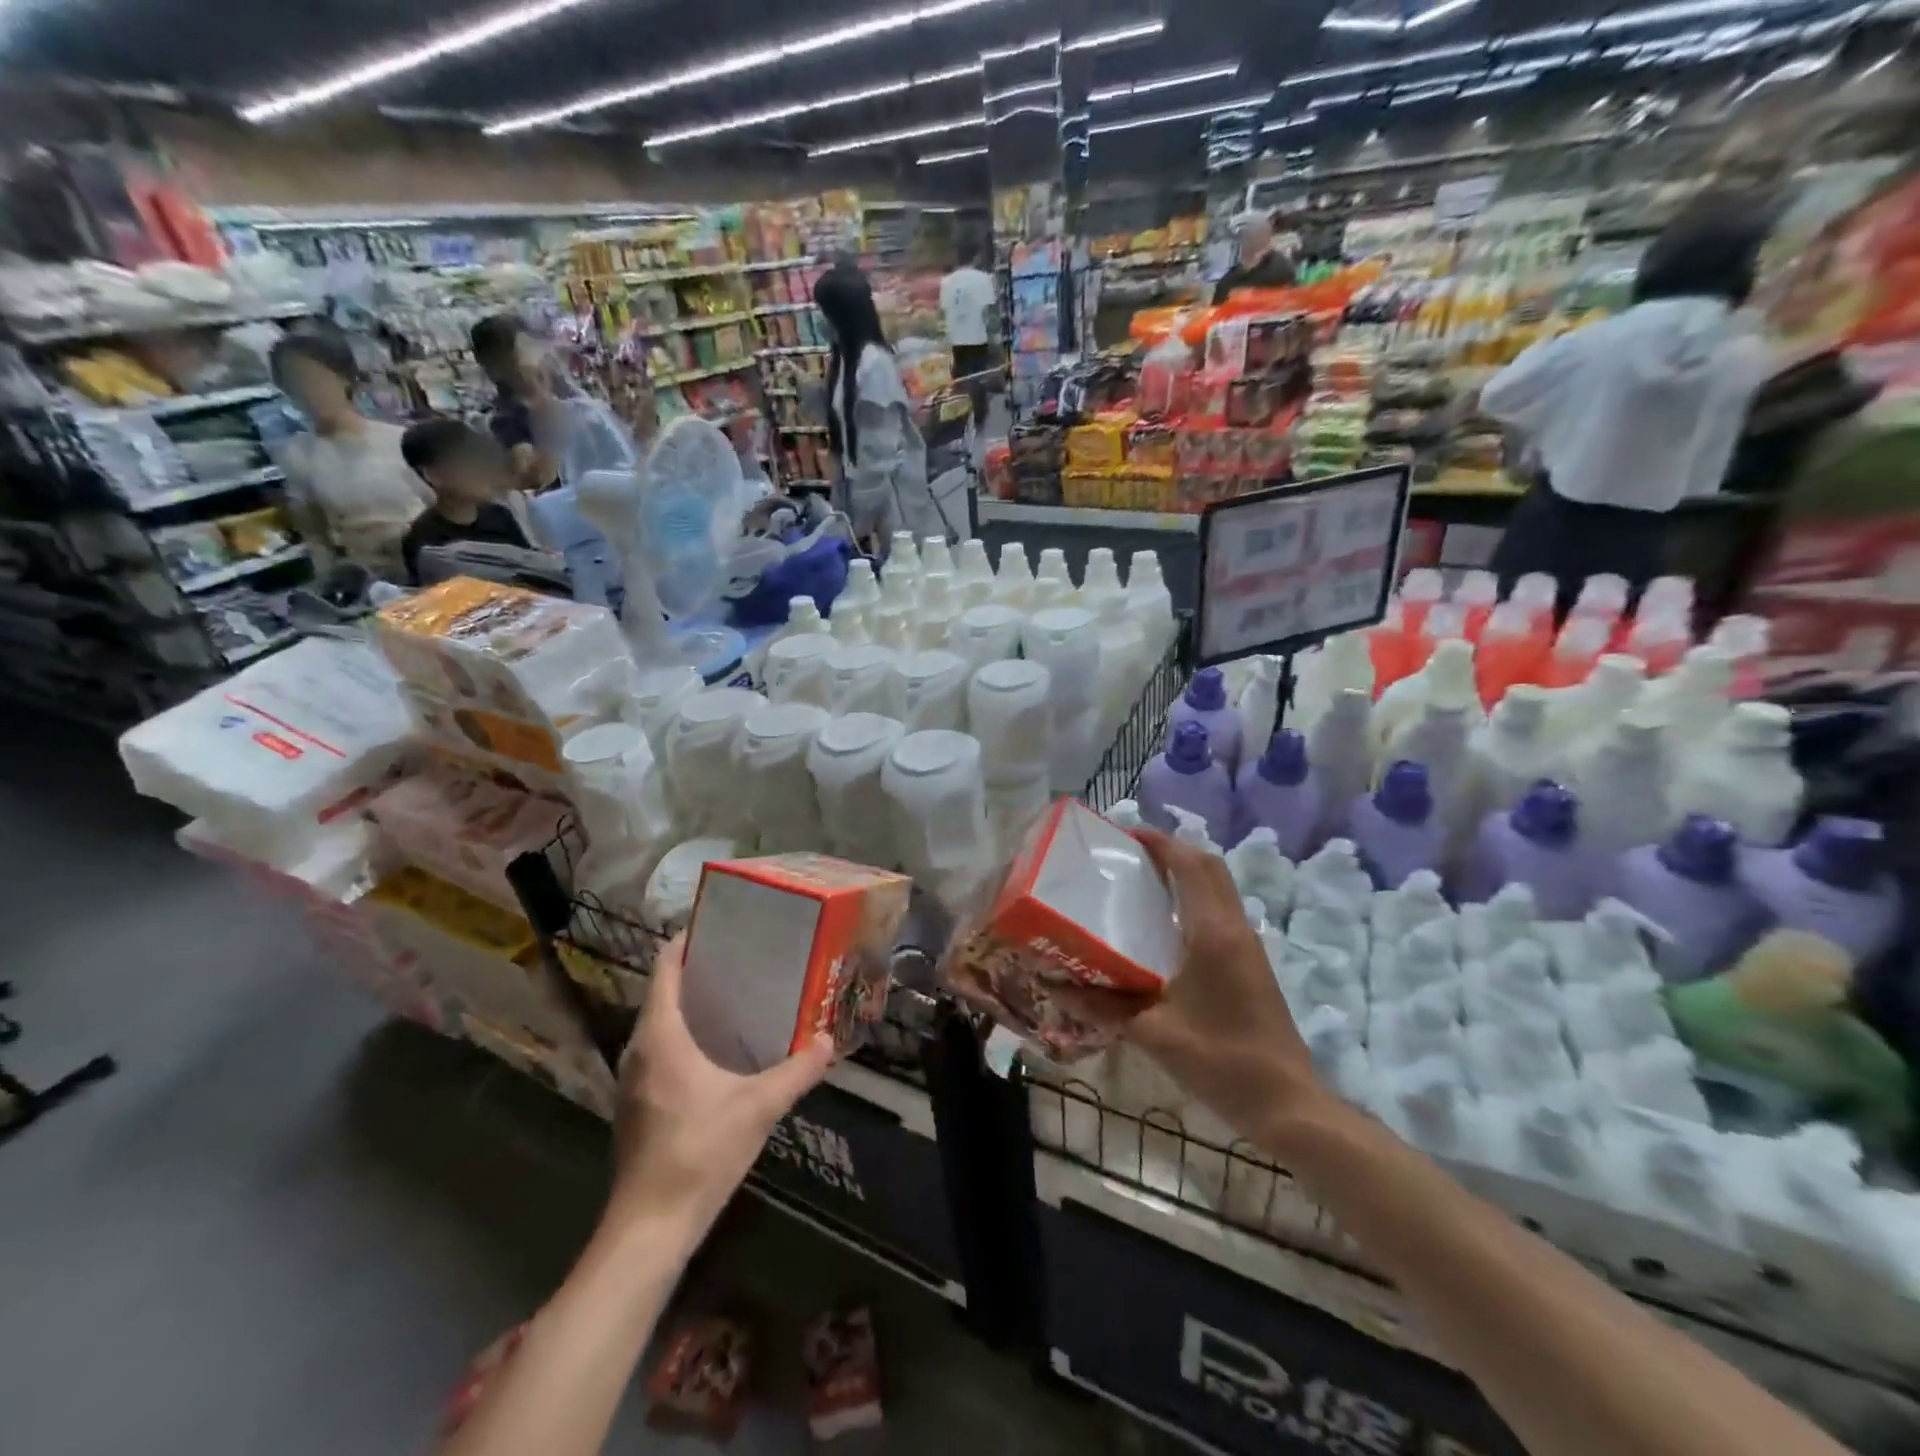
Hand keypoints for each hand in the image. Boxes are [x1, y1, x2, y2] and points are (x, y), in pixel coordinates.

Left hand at [610, 934, 833, 1229]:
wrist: (649, 1227)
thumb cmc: (699, 1153)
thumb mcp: (758, 1107)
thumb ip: (797, 1070)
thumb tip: (830, 1039)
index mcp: (660, 1036)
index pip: (664, 970)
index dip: (686, 942)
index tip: (719, 925)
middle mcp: (639, 1050)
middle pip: (662, 994)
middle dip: (697, 972)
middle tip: (742, 957)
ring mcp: (633, 1080)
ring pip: (659, 1024)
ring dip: (690, 1006)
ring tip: (735, 996)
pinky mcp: (637, 1104)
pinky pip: (659, 1051)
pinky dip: (684, 1036)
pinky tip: (718, 1049)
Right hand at [1078, 830, 1322, 1145]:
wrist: (1287, 1104)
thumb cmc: (1220, 1061)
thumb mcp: (1154, 1034)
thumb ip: (1103, 1007)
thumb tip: (1056, 986)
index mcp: (1213, 933)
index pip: (1190, 865)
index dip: (1160, 843)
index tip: (1125, 835)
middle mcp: (1235, 928)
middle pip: (1209, 867)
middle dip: (1173, 851)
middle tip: (1131, 856)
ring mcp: (1249, 946)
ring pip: (1219, 888)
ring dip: (1187, 874)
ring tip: (1143, 883)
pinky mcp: (1253, 964)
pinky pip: (1222, 911)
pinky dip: (1196, 899)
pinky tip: (1165, 928)